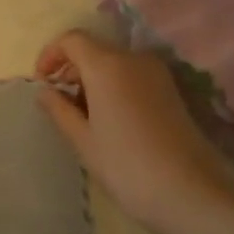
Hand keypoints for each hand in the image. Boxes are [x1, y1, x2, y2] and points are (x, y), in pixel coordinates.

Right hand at [34, 30, 228, 228]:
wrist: (192, 193)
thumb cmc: (126, 165)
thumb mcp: (82, 140)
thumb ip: (58, 109)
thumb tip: (44, 92)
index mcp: (107, 65)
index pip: (72, 40)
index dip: (51, 55)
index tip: (42, 83)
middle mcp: (133, 59)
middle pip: (94, 49)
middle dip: (71, 68)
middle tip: (58, 102)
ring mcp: (157, 74)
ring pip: (114, 63)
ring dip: (92, 79)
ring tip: (82, 114)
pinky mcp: (171, 91)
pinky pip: (132, 76)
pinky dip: (113, 86)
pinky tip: (109, 119)